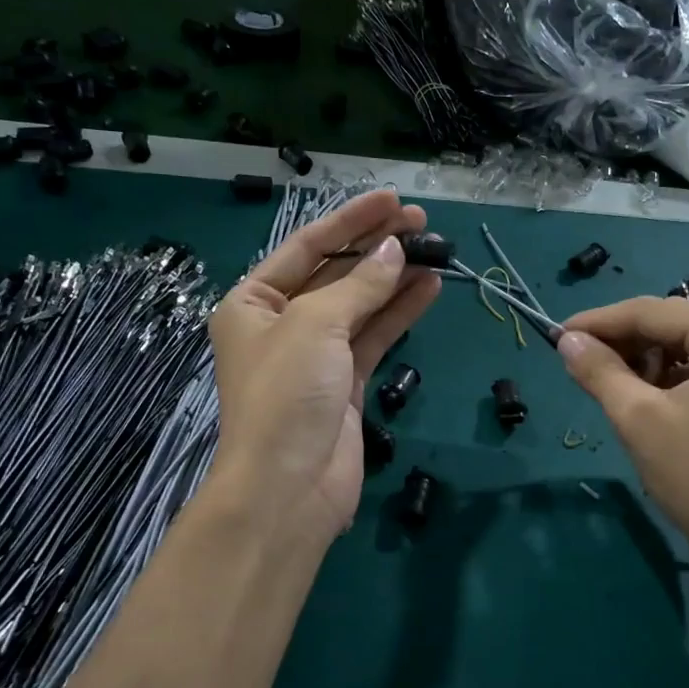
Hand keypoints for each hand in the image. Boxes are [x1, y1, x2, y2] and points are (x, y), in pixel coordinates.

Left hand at [206, 190, 439, 553]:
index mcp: (253, 303)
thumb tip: (395, 251)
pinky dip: (400, 312)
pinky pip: (375, 336)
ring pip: (360, 304)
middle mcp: (281, 323)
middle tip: (422, 221)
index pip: (307, 247)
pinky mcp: (346, 382)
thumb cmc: (286, 394)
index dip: (350, 220)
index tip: (393, 198)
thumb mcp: (317, 325)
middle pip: (335, 273)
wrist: (289, 489)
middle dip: (376, 247)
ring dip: (395, 278)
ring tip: (436, 249)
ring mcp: (316, 355)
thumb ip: (360, 285)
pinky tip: (430, 288)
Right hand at [558, 297, 688, 600]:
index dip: (600, 321)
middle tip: (579, 358)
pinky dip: (674, 375)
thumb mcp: (638, 419)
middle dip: (624, 340)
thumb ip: (599, 370)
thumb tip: (567, 340)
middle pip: (675, 324)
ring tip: (609, 380)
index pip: (654, 312)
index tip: (558, 334)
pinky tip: (646, 394)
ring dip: (648, 358)